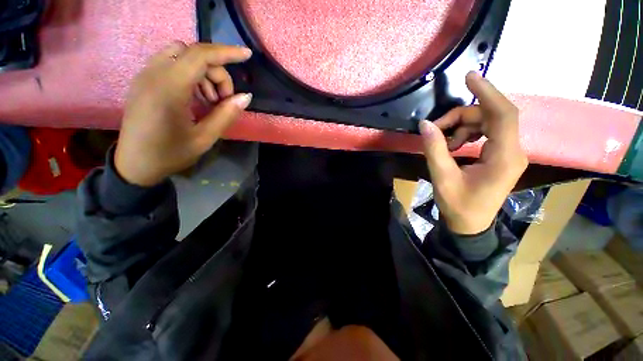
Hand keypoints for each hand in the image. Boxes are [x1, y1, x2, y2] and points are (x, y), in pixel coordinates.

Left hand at [114, 42, 252, 186]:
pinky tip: (196, 96)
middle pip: (192, 54)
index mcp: (168, 89)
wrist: (135, 165)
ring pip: (180, 55)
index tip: (247, 55)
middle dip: (216, 72)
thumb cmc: (170, 154)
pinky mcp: (144, 81)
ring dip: (203, 72)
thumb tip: (246, 97)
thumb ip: (226, 115)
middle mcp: (153, 75)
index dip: (226, 53)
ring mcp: (145, 76)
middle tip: (224, 99)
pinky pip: (170, 63)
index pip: (200, 56)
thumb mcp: (205, 138)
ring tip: (211, 100)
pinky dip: (189, 73)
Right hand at [420, 72, 527, 234]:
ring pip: (487, 123)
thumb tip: (425, 125)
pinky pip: (485, 133)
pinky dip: (466, 133)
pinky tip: (453, 145)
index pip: (503, 114)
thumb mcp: (442, 177)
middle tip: (434, 128)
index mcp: (504, 157)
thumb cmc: (459, 205)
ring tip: (443, 142)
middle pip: (490, 116)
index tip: (469, 76)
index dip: (487, 92)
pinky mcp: (500, 156)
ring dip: (461, 126)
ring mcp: (507, 153)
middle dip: (460, 117)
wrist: (470, 225)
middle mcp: (512, 150)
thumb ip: (434, 149)